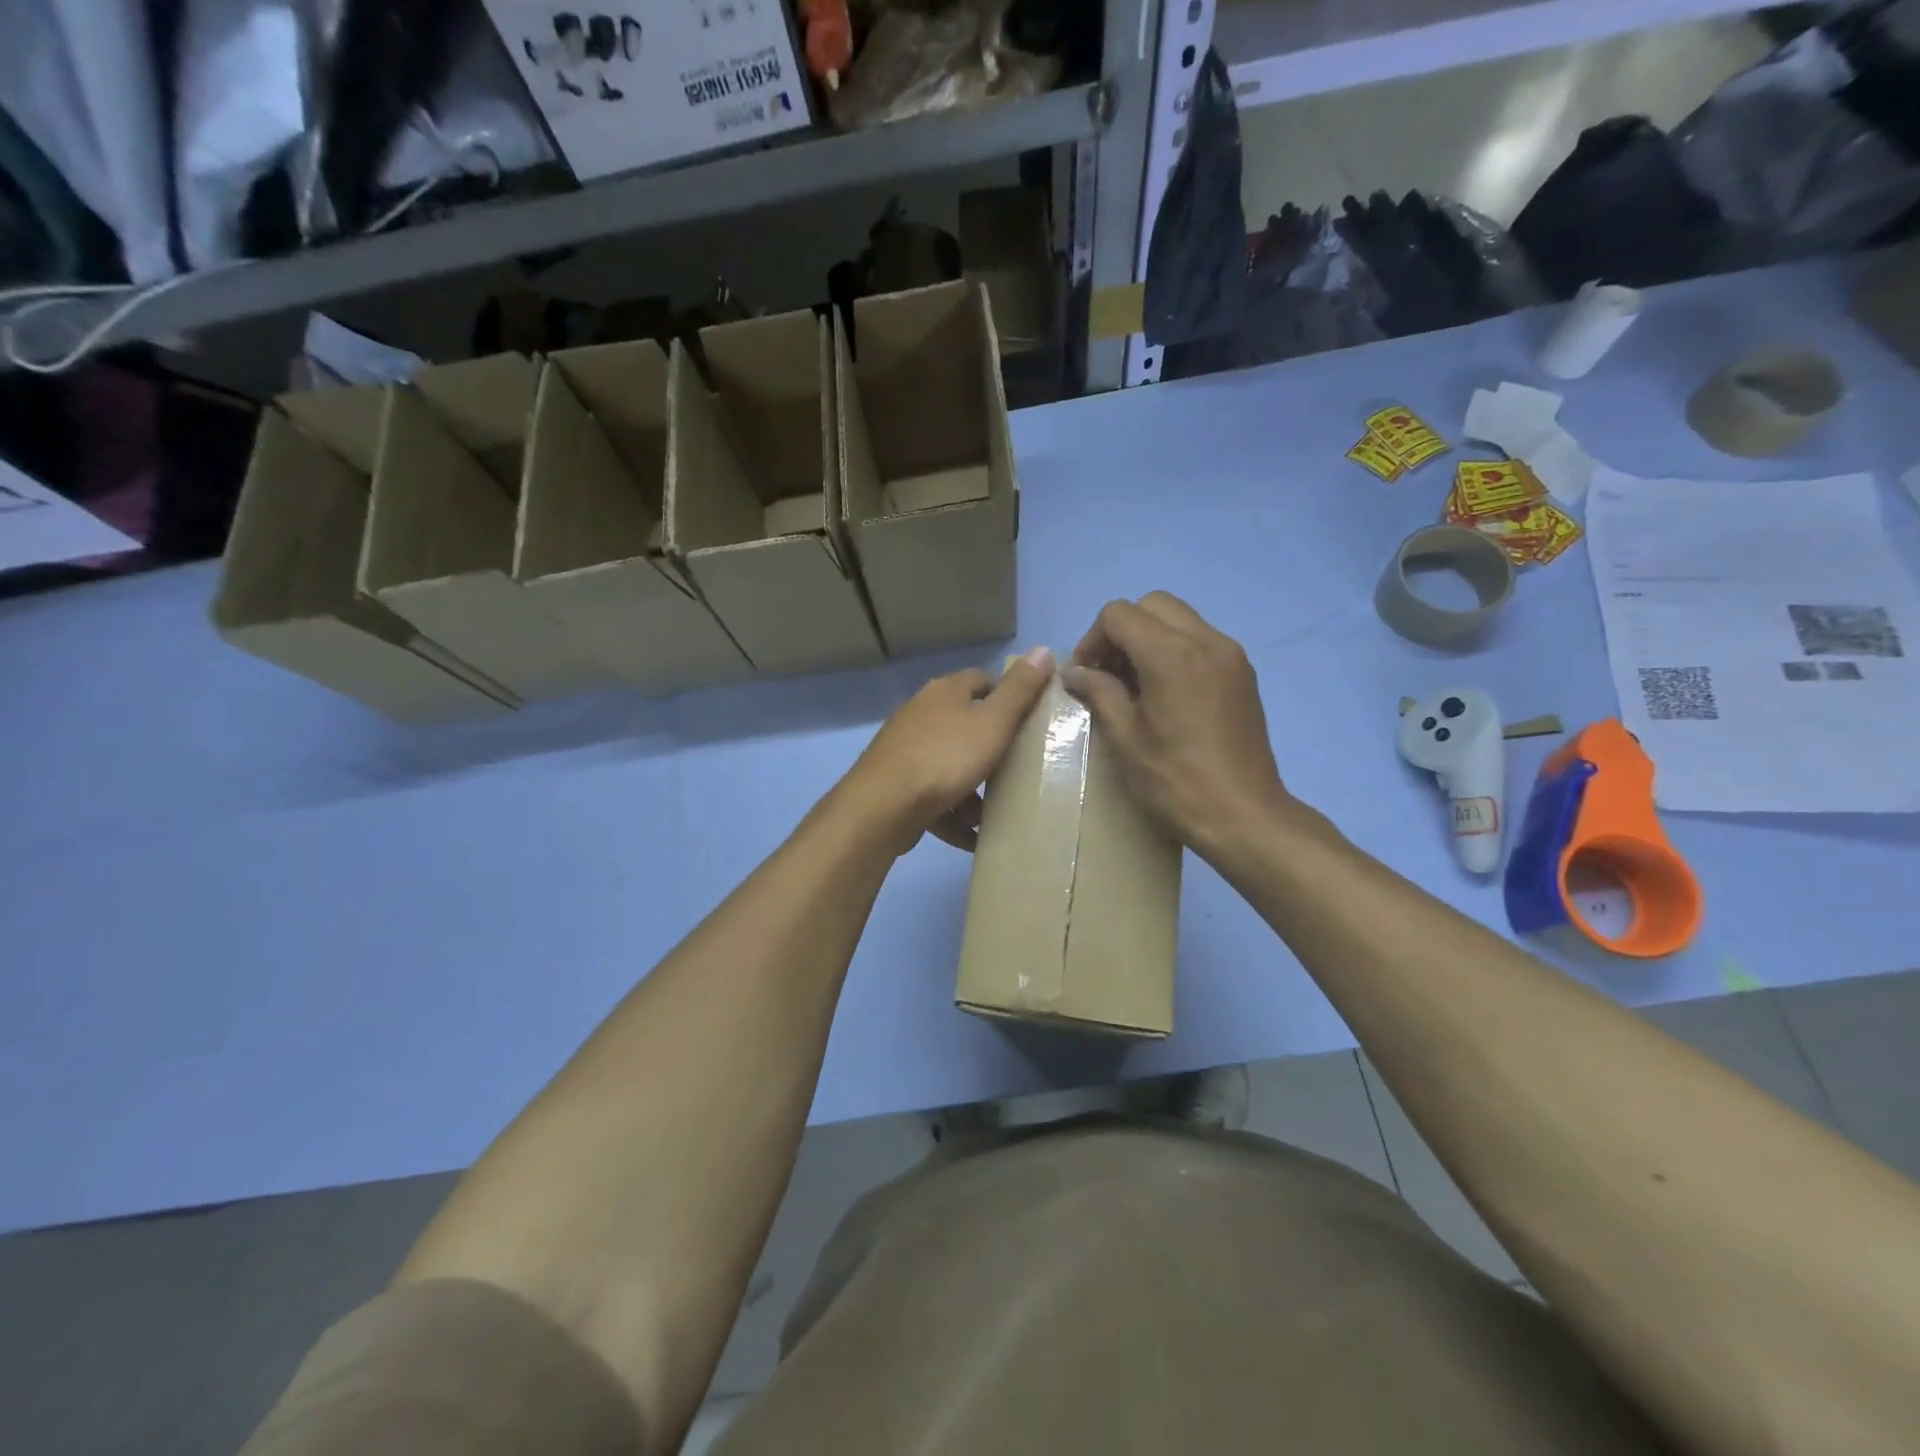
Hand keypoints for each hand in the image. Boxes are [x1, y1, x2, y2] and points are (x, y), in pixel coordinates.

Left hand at [841, 648, 1053, 854]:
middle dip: (989, 748)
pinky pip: (933, 797)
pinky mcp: (896, 784)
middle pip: (963, 724)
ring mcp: (905, 750)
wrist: (883, 806)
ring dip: (971, 788)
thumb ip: (1019, 691)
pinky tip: (971, 836)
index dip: (1006, 694)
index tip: (1029, 718)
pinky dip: (952, 814)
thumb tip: (1043, 650)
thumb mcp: (993, 723)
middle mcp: (920, 713)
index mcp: (945, 692)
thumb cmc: (945, 758)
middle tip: (1018, 767)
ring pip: (947, 764)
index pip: (981, 680)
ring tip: (996, 810)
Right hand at [1063, 593, 1294, 857]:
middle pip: (1152, 604)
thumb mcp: (1125, 738)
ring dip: (1149, 637)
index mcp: (1172, 654)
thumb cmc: (1175, 781)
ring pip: (1179, 618)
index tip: (1085, 675)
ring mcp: (1230, 655)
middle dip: (1122, 630)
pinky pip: (1201, 640)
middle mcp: (1206, 641)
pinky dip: (1175, 650)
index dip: (1093, 639)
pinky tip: (1165, 693)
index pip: (1119, 614)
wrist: (1243, 815)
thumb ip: (1098, 692)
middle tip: (1108, 672)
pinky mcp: (1243, 673)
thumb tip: (1074, 671)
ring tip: (1134, 684)